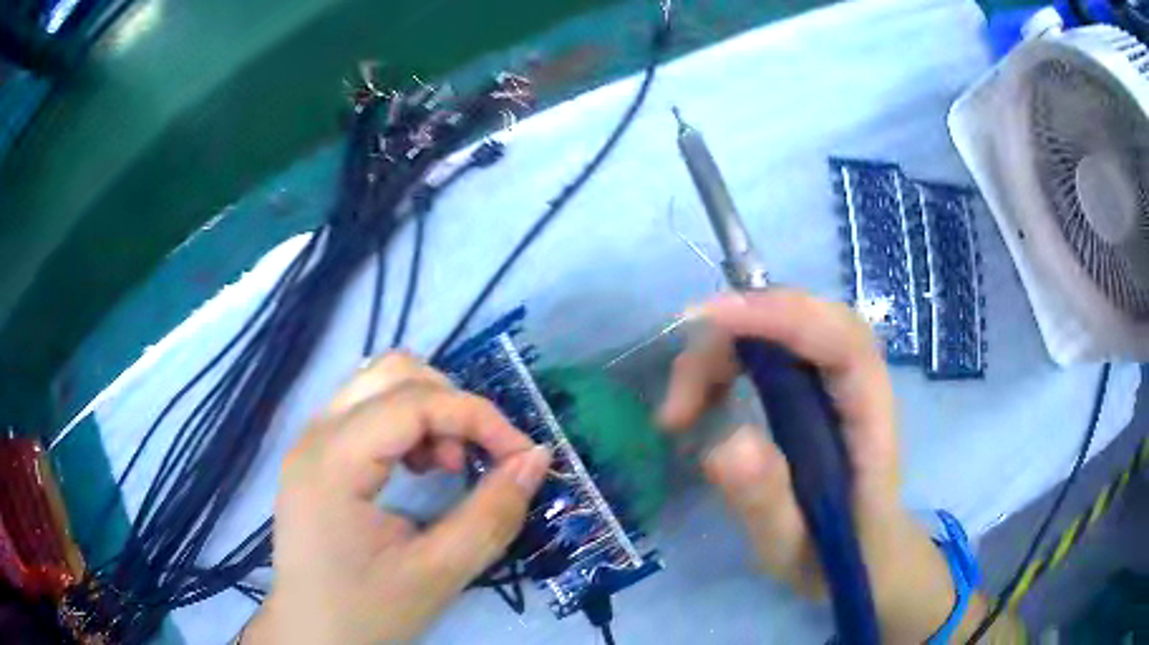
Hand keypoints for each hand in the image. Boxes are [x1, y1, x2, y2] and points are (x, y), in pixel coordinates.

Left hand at [244, 353, 551, 644]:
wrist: (310, 636)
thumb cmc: (366, 612)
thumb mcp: (438, 574)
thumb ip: (492, 515)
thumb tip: (536, 458)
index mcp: (333, 461)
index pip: (415, 401)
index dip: (478, 417)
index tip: (521, 457)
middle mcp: (316, 434)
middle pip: (393, 372)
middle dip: (450, 404)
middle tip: (474, 459)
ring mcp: (311, 441)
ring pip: (379, 384)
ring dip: (428, 411)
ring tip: (445, 467)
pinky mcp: (316, 455)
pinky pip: (367, 410)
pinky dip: (406, 424)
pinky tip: (417, 469)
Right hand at [659, 290, 972, 642]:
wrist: (867, 558)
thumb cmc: (840, 557)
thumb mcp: (795, 549)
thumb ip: (768, 504)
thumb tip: (724, 444)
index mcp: (871, 420)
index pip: (842, 341)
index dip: (783, 315)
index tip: (712, 321)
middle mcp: (858, 386)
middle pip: (807, 319)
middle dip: (736, 334)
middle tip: (680, 396)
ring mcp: (836, 383)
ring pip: (784, 327)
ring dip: (723, 351)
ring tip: (680, 411)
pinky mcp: (814, 389)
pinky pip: (770, 350)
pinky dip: (725, 364)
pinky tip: (699, 403)